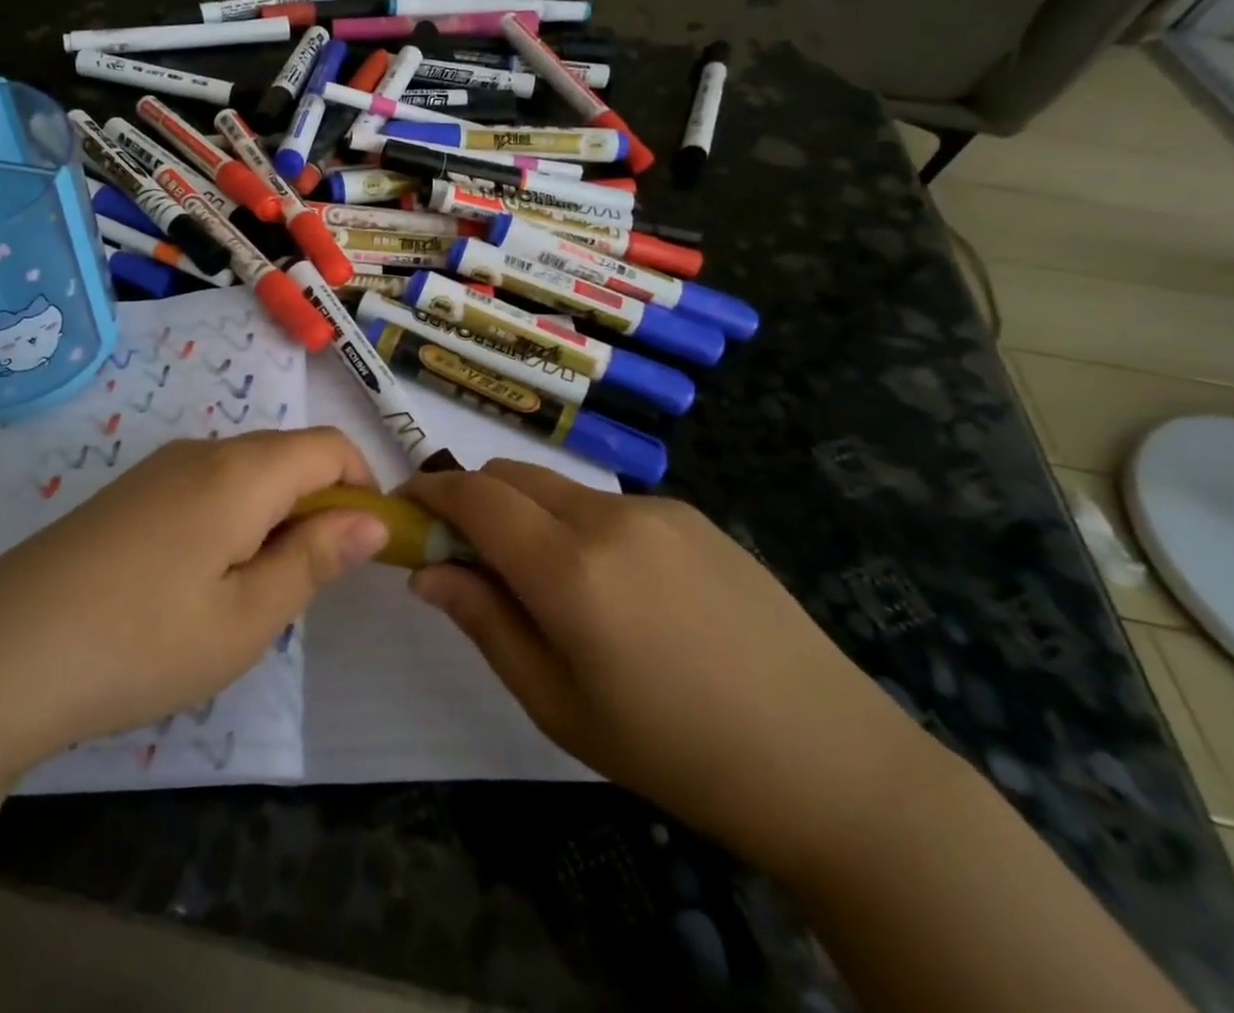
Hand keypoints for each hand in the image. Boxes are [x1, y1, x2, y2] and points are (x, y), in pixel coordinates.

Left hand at [0, 429, 387, 789]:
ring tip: (245, 597)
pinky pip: (205, 489)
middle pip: (288, 457)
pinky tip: (195, 586)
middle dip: (318, 509)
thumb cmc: (139, 643)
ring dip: (273, 520)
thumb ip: (315, 559)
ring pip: (246, 475)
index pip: (330, 447)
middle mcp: (202, 452)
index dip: (364, 488)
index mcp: (241, 471)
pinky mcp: (129, 494)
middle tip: (301, 589)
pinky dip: (230, 522)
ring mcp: (158, 469)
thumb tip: (372, 519)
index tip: (365, 550)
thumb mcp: (246, 617)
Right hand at [406, 462, 939, 878]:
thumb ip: (484, 623)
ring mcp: (656, 508)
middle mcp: (608, 517)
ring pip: (557, 486)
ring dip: (524, 510)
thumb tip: (425, 572)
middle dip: (472, 498)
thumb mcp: (557, 705)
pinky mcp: (691, 514)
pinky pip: (606, 503)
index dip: (430, 494)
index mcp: (570, 569)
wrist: (827, 759)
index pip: (475, 497)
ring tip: (541, 578)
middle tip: (464, 553)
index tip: (405, 510)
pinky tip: (611, 584)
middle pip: (511, 475)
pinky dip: (574, 521)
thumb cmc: (673, 750)